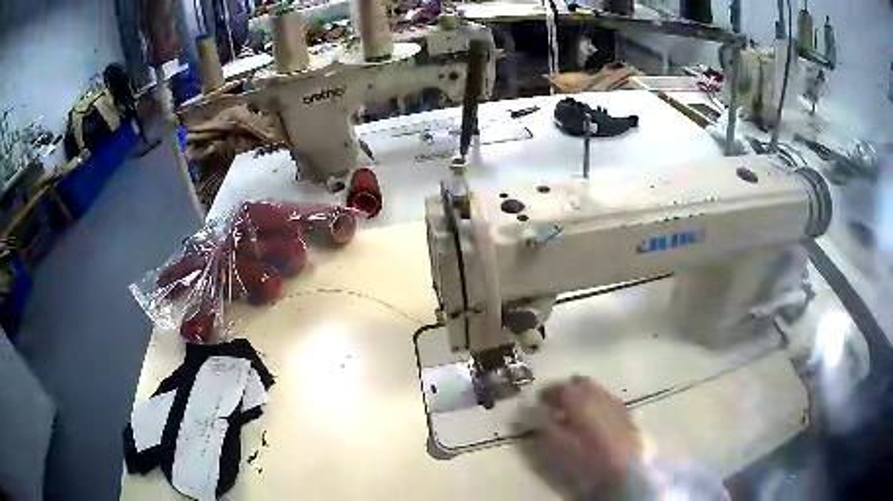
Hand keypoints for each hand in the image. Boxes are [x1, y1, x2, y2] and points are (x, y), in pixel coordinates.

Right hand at [535, 376, 641, 494]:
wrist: (627, 470)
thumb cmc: (589, 460)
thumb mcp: (560, 448)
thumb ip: (547, 428)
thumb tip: (539, 414)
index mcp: (582, 402)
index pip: (562, 389)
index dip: (549, 392)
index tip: (539, 400)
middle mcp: (600, 396)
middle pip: (581, 383)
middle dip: (567, 389)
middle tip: (555, 401)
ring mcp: (615, 403)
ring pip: (596, 390)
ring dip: (582, 395)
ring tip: (572, 410)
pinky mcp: (625, 414)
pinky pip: (607, 400)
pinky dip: (596, 403)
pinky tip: (592, 418)